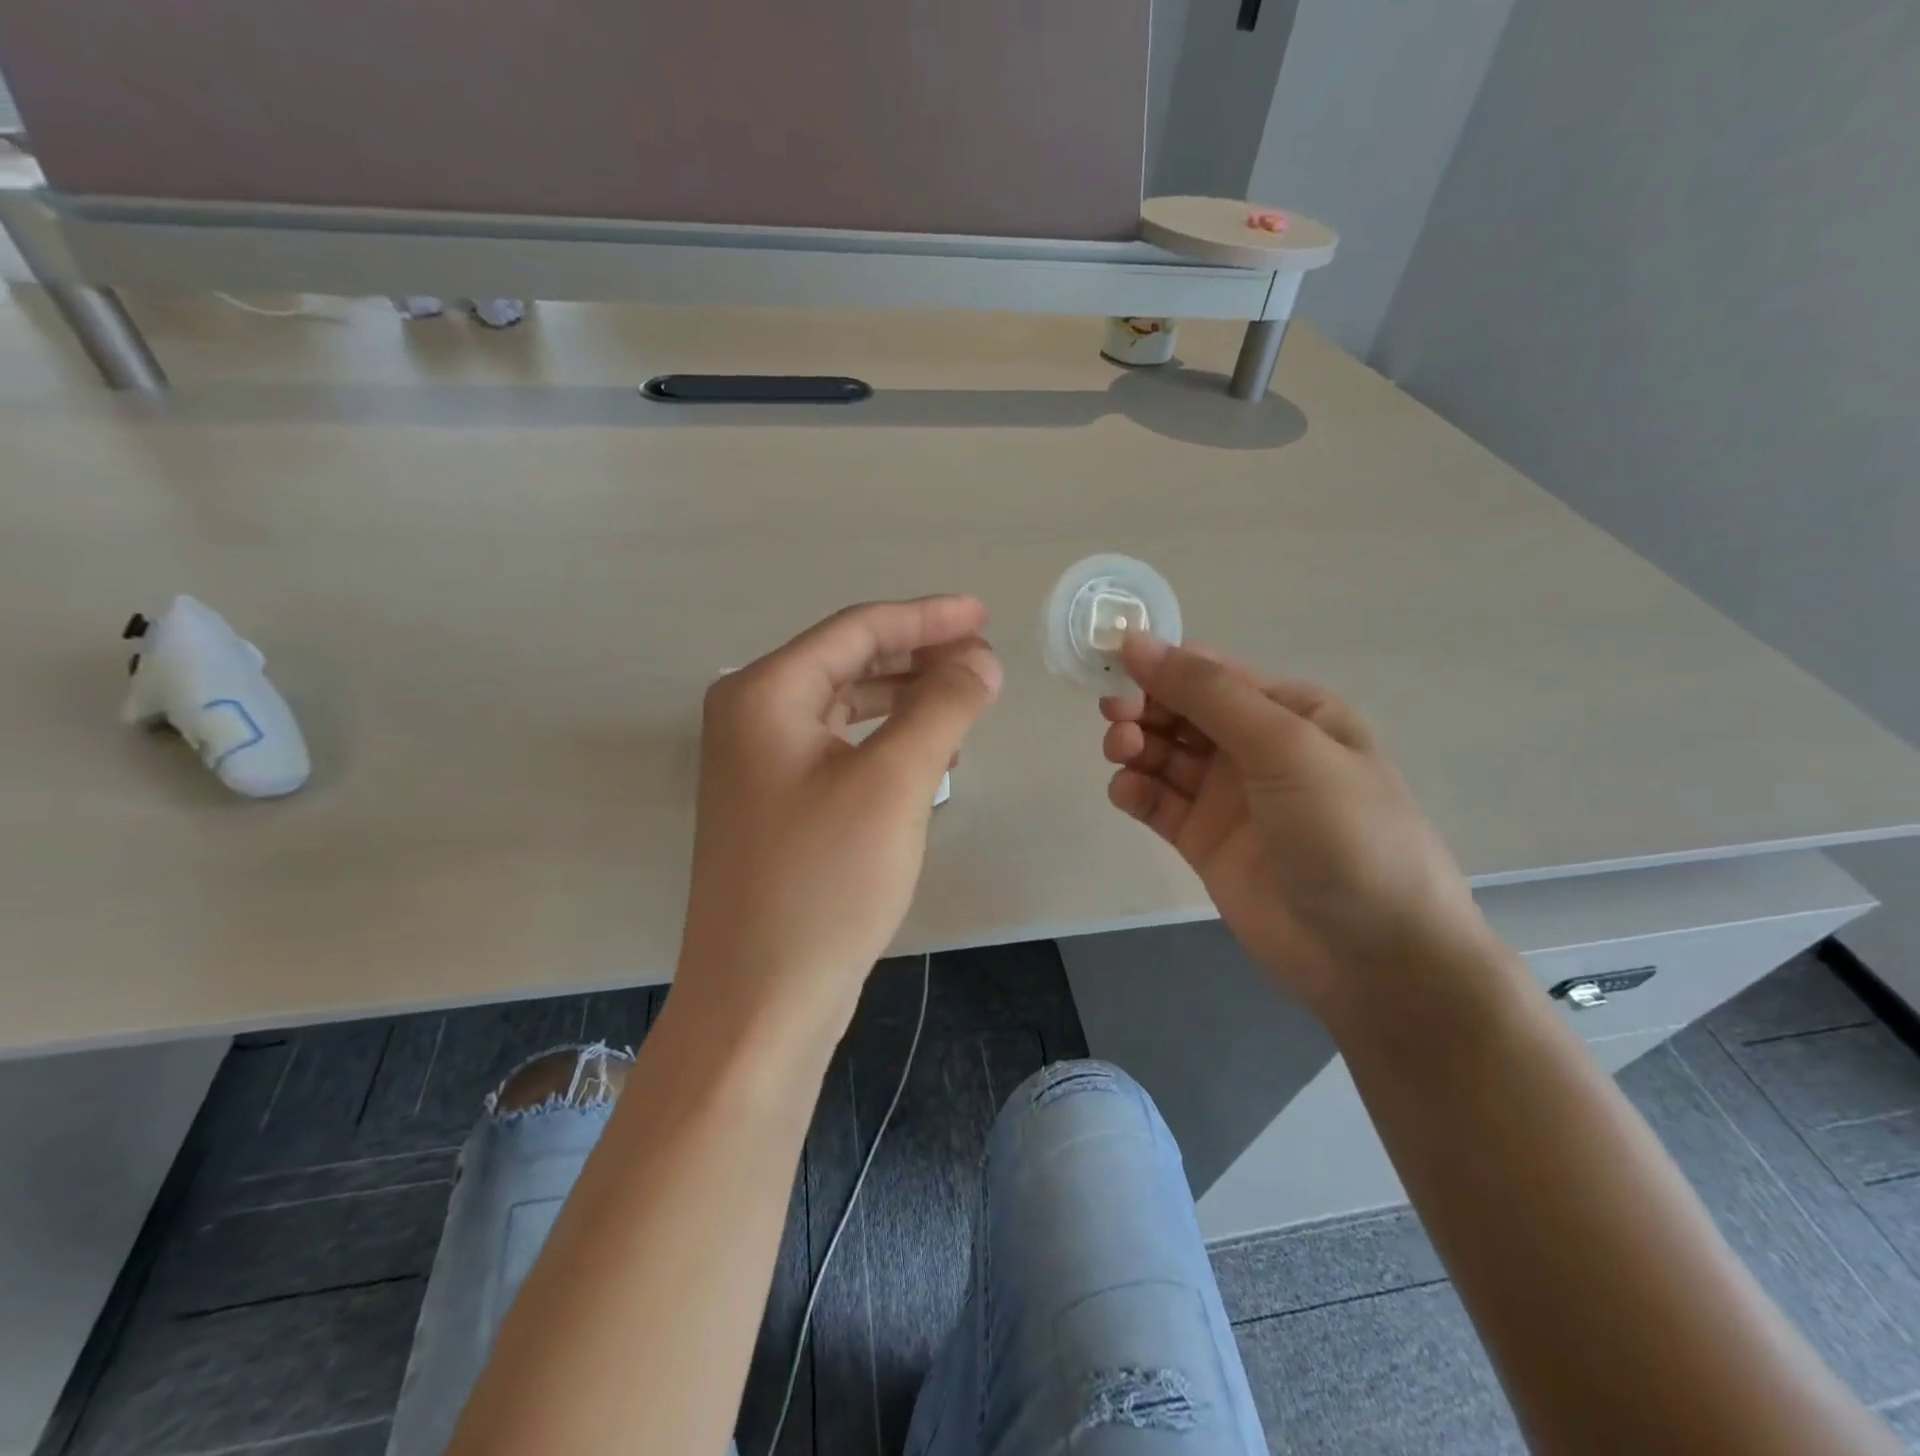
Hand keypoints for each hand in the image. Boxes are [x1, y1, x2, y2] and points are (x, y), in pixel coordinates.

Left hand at [677, 597, 1000, 1048]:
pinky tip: (928, 753)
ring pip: (845, 706)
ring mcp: (758, 765)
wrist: (762, 999)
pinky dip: (885, 740)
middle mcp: (751, 717)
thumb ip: (942, 706)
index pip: (857, 630)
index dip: (927, 618)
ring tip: (965, 701)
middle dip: (918, 655)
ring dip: (905, 697)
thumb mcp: (895, 781)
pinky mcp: (776, 805)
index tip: (984, 615)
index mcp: (764, 693)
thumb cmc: (825, 881)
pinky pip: (840, 747)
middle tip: (983, 659)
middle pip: (848, 662)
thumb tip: (980, 659)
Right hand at [1100, 635, 1491, 1020]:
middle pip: (1181, 711)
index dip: (1161, 665)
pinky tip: (1127, 792)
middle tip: (1117, 720)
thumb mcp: (1285, 747)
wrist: (1375, 958)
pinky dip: (1135, 791)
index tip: (1114, 667)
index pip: (1211, 672)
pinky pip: (1158, 802)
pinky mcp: (1205, 841)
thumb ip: (1208, 694)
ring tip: (1122, 755)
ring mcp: (1229, 797)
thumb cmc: (1345, 835)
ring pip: (1164, 755)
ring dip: (1135, 746)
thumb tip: (1138, 641)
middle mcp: (1257, 747)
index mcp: (1290, 712)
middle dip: (1144, 707)